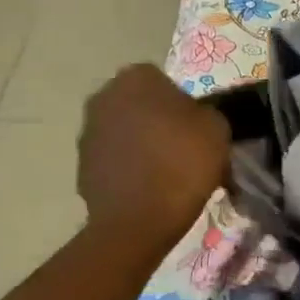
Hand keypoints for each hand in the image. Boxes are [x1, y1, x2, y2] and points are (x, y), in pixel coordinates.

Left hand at [77, 65, 230, 251]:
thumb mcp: (217, 128)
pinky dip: (128, 167)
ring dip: (141, 143)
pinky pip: (113, 158)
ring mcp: (87, 131)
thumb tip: (193, 118)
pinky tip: (148, 188)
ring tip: (166, 171)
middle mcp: (104, 96)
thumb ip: (204, 112)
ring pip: (124, 130)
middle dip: (157, 119)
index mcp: (137, 78)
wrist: (139, 220)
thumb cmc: (183, 163)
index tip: (196, 128)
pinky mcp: (81, 165)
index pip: (164, 80)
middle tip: (183, 147)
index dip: (182, 103)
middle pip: (140, 103)